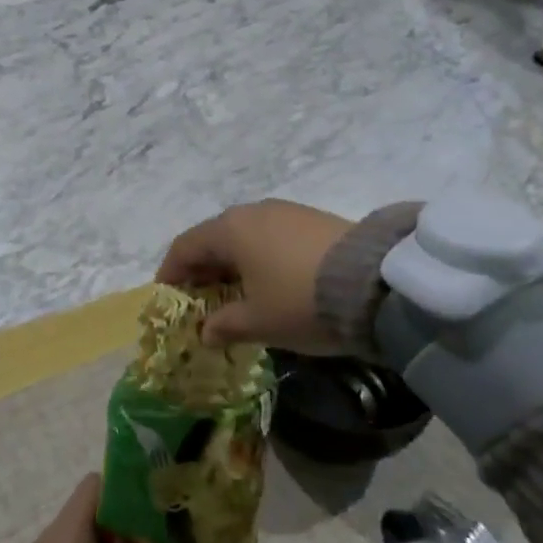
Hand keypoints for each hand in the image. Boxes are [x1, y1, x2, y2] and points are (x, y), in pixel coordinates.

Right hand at [155, 199, 388, 353]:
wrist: (375, 285)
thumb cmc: (301, 302)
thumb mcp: (259, 322)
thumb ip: (225, 325)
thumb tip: (205, 330)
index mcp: (230, 230)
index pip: (186, 245)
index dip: (171, 270)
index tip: (166, 295)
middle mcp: (253, 212)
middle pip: (215, 237)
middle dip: (203, 267)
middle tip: (200, 298)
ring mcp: (285, 212)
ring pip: (245, 235)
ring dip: (233, 262)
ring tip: (236, 293)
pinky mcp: (313, 219)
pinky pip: (271, 236)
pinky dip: (260, 256)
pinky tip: (271, 281)